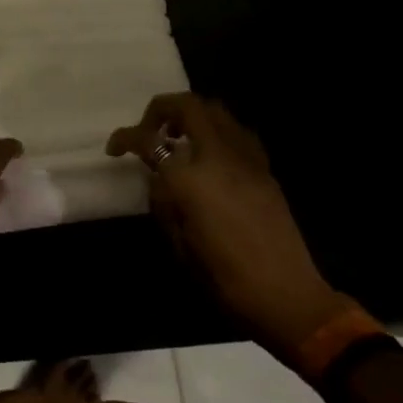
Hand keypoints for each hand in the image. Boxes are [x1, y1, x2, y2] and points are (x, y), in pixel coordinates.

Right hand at [108, 93, 356, 363]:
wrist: (287, 296)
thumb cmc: (225, 278)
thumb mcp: (179, 244)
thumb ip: (163, 201)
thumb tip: (160, 178)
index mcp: (190, 178)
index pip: (149, 140)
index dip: (125, 138)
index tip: (115, 148)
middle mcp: (218, 156)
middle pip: (188, 106)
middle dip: (161, 110)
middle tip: (150, 131)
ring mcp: (246, 158)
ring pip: (215, 110)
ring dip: (191, 115)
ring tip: (179, 139)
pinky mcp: (264, 168)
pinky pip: (236, 131)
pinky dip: (216, 131)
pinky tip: (211, 155)